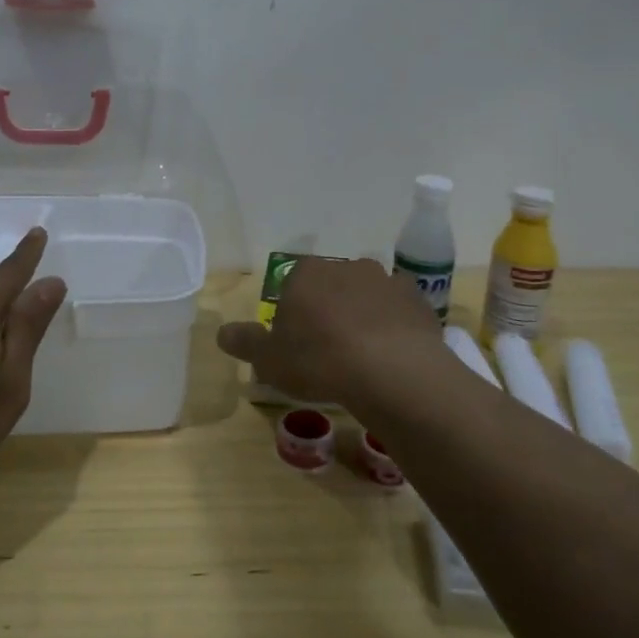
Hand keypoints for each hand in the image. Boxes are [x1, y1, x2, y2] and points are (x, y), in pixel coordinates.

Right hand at [216, 257, 447, 417]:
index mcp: (306, 273)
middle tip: (327, 349)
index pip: (292, 284)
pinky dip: (394, 325)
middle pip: (331, 286)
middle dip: (328, 309)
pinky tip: (392, 355)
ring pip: (366, 295)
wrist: (391, 371)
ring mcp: (385, 279)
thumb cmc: (319, 361)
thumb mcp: (269, 360)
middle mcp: (345, 266)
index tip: (296, 342)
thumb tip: (222, 333)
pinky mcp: (417, 299)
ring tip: (363, 355)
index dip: (293, 312)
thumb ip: (245, 342)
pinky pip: (398, 310)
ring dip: (363, 315)